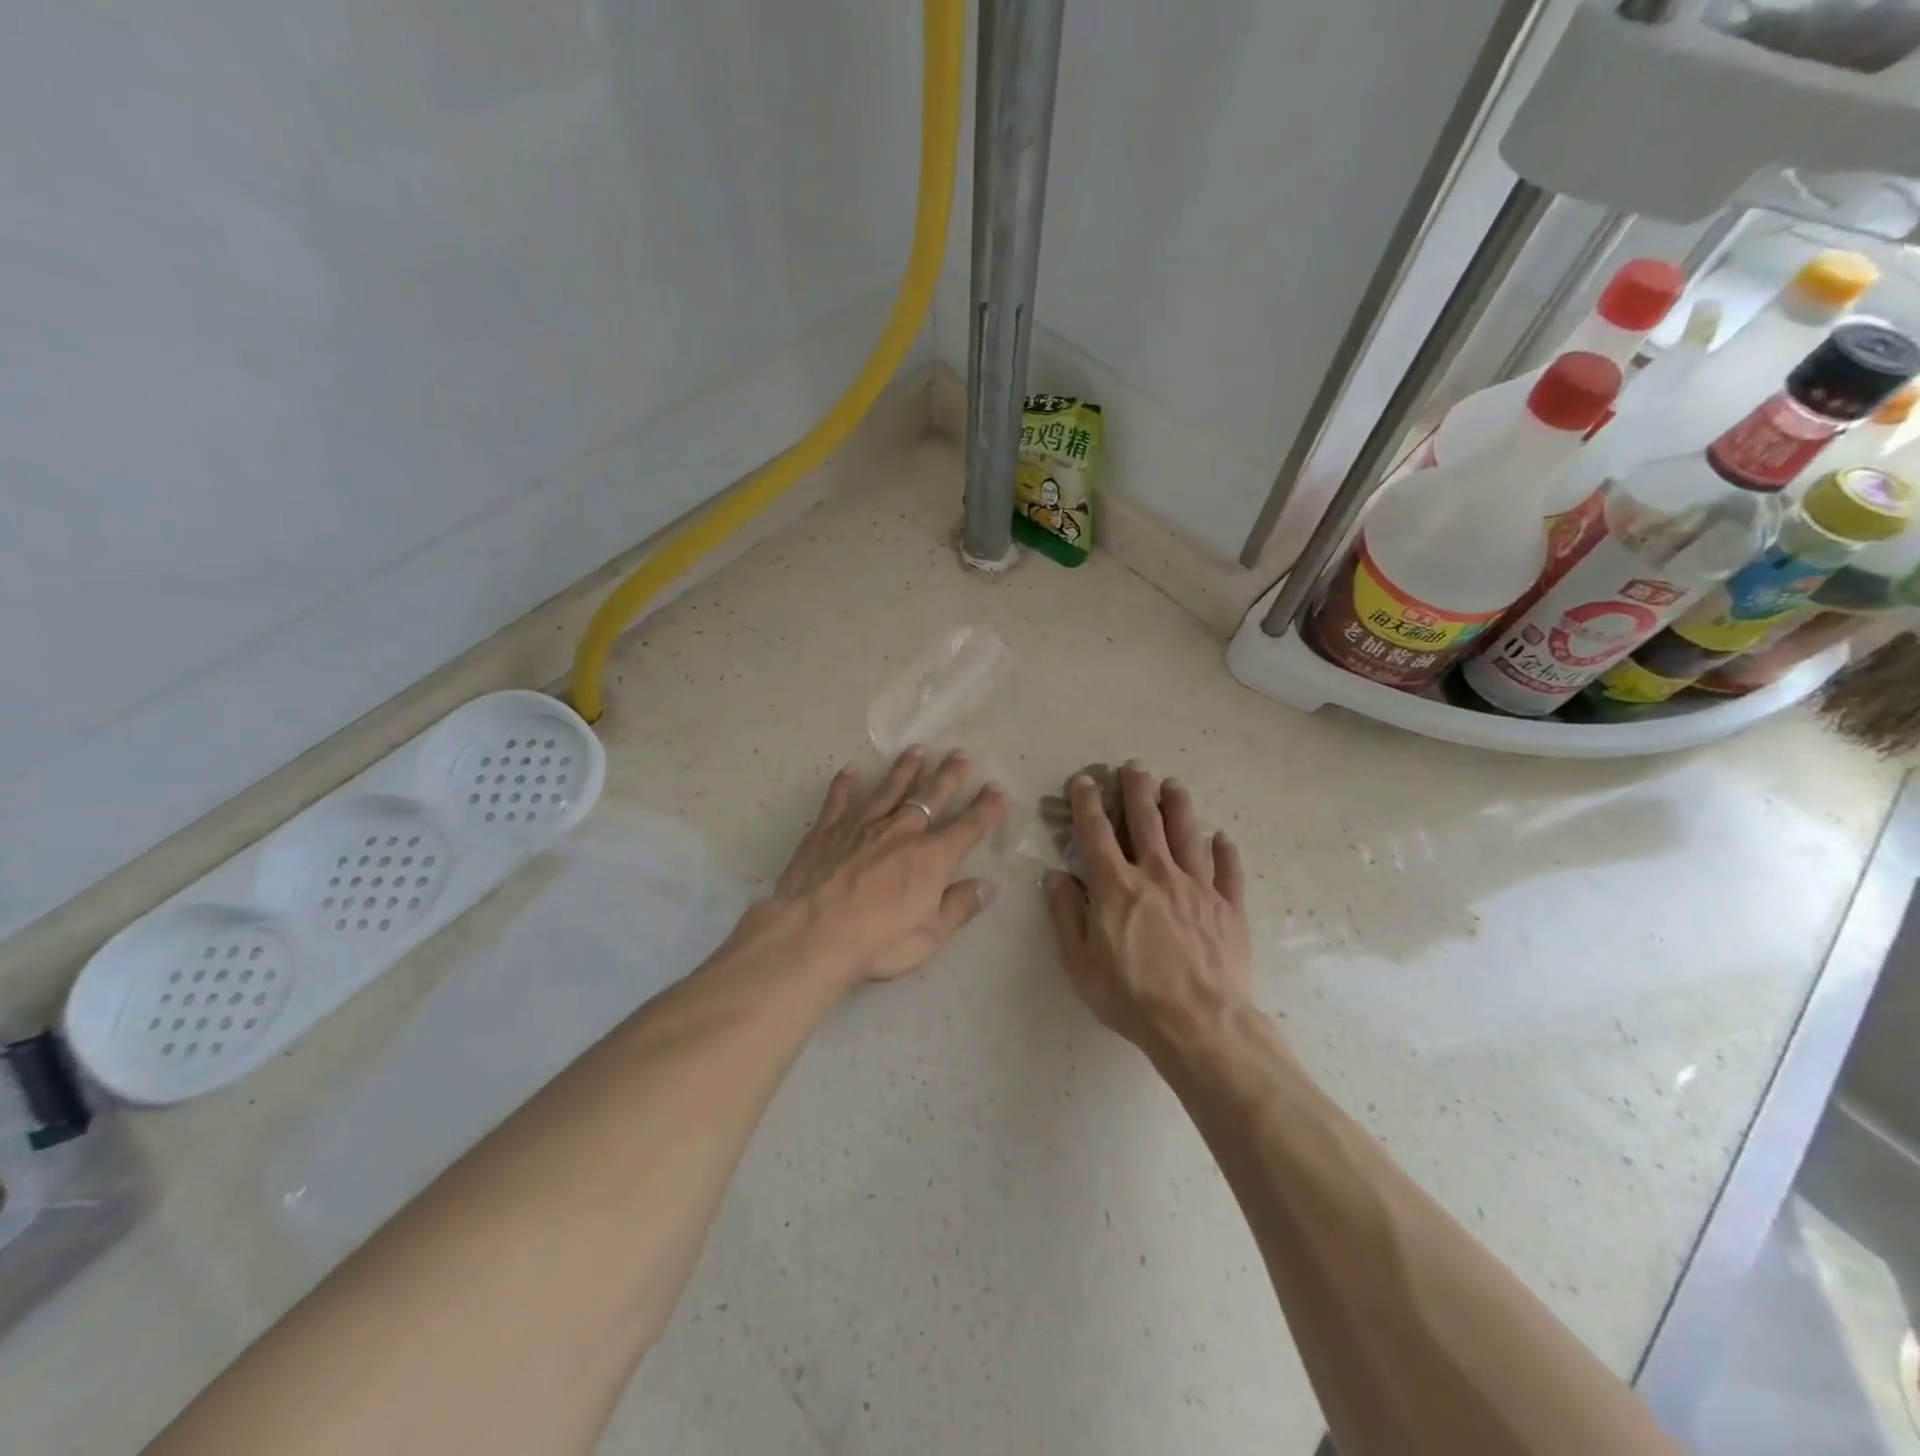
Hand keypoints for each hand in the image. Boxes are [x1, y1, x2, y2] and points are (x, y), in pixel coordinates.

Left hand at [749, 747, 1008, 986]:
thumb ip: (959, 908)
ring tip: (916, 750)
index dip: (986, 808)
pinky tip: (851, 770)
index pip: (968, 827)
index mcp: (931, 857)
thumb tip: (987, 887)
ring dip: (905, 769)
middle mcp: (901, 831)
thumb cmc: (877, 941)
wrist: (812, 934)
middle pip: (930, 796)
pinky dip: (845, 784)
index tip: (997, 789)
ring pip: (889, 789)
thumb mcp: (930, 937)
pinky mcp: (827, 829)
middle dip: (948, 775)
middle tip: (960, 754)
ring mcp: (862, 825)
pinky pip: (839, 799)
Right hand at [1044, 762, 1251, 1050]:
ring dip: (1179, 806)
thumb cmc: (1130, 995)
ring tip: (1174, 784)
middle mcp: (1157, 875)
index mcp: (1116, 886)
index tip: (1084, 780)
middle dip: (1137, 789)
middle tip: (1134, 766)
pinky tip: (1222, 838)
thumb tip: (1055, 875)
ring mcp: (1198, 888)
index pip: (1097, 832)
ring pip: (1188, 835)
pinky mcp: (1229, 908)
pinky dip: (1225, 851)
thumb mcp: (1079, 961)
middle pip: (1146, 821)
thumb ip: (1065, 913)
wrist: (1199, 1024)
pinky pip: (1228, 871)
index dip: (1087, 803)